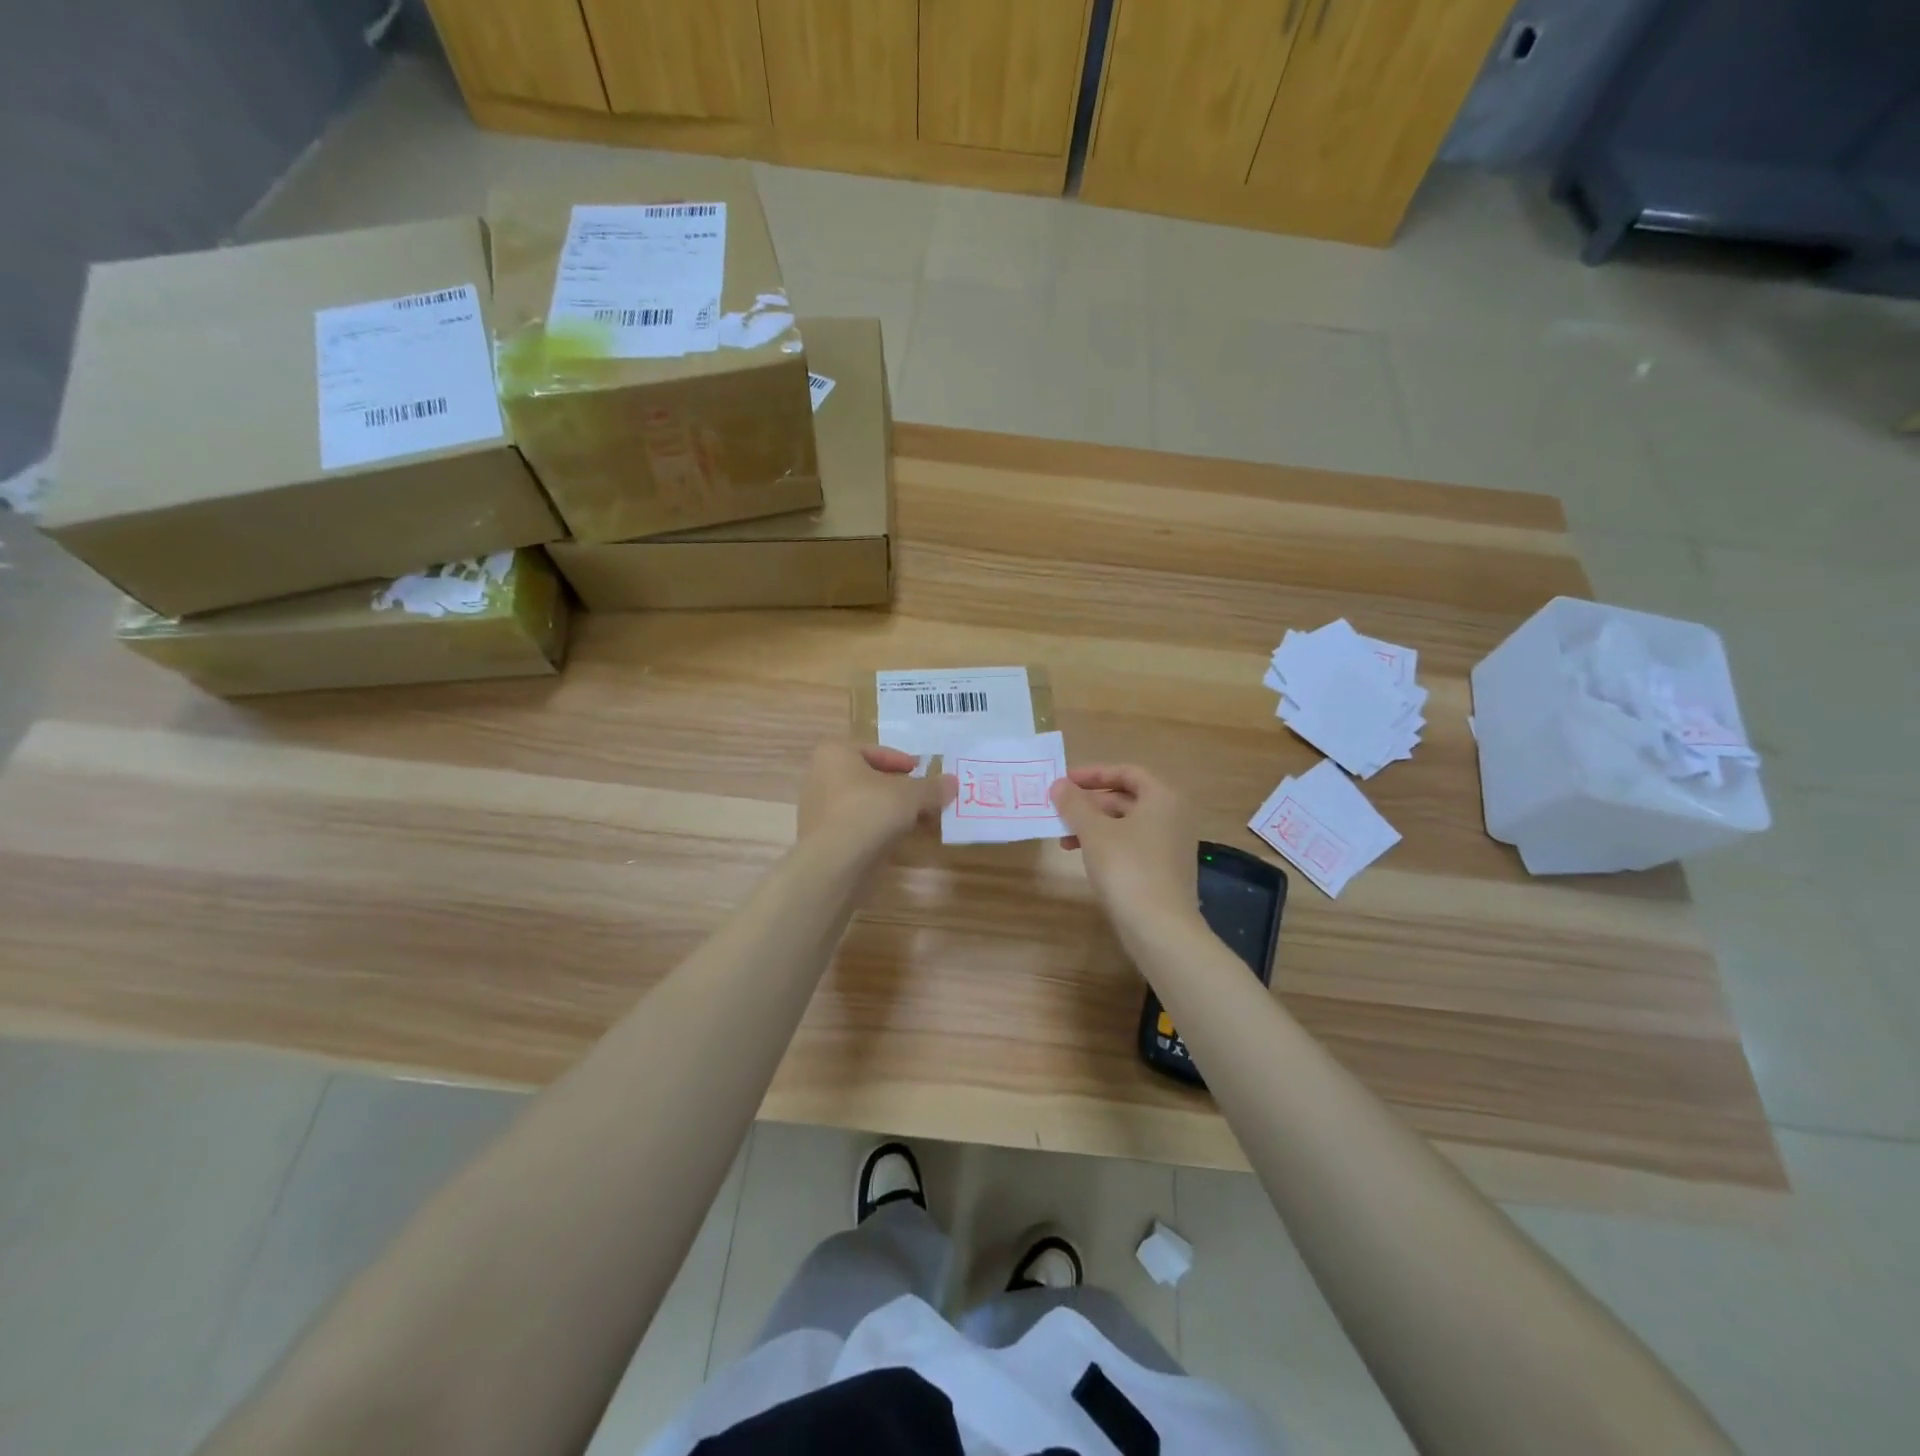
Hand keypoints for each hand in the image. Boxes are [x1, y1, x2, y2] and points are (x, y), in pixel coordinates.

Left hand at [798, 742, 955, 850]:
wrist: (833, 862)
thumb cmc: (869, 812)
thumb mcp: (910, 795)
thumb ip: (932, 788)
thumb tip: (952, 782)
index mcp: (835, 753)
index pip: (876, 751)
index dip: (903, 761)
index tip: (921, 773)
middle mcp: (820, 776)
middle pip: (868, 778)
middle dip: (897, 788)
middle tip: (921, 798)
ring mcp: (816, 809)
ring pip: (861, 803)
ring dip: (887, 810)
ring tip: (913, 821)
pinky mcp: (820, 837)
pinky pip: (853, 825)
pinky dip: (874, 828)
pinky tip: (893, 839)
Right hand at [1051, 765, 1198, 931]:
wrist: (1160, 928)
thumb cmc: (1127, 868)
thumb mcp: (1094, 832)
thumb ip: (1074, 804)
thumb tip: (1059, 784)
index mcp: (1162, 797)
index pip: (1126, 772)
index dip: (1093, 774)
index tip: (1065, 782)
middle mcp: (1173, 816)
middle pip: (1127, 798)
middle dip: (1090, 804)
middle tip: (1059, 811)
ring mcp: (1172, 844)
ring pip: (1127, 824)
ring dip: (1094, 826)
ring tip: (1064, 839)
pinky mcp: (1166, 870)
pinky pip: (1133, 845)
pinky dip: (1108, 844)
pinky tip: (1085, 858)